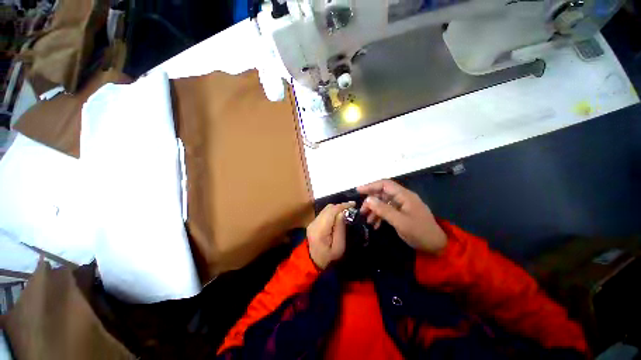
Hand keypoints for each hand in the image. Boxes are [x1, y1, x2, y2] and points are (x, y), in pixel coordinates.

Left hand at [307, 201, 355, 268]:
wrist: (311, 262)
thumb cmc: (328, 257)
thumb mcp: (338, 247)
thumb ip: (340, 229)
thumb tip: (342, 213)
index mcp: (320, 229)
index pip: (331, 211)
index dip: (343, 206)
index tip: (353, 204)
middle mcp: (314, 222)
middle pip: (328, 208)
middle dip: (340, 206)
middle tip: (351, 209)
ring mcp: (312, 222)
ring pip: (325, 209)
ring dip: (336, 208)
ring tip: (346, 211)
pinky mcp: (313, 223)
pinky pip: (324, 213)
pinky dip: (332, 212)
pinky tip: (338, 216)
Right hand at [357, 180, 446, 253]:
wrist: (436, 246)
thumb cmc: (419, 232)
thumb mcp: (400, 222)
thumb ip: (383, 209)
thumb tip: (368, 199)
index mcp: (404, 195)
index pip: (385, 184)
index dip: (371, 186)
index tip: (358, 191)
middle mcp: (403, 197)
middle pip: (383, 193)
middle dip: (371, 201)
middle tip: (362, 211)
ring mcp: (403, 205)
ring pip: (384, 202)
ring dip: (375, 210)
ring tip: (367, 220)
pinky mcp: (402, 213)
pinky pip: (388, 210)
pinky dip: (380, 216)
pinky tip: (375, 224)